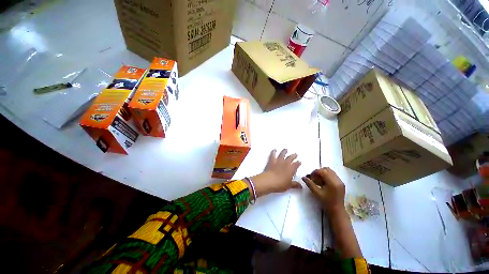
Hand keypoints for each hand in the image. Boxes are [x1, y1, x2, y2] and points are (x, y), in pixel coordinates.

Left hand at [249, 149, 301, 196]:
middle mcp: (286, 163)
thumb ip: (295, 184)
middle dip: (293, 156)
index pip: (296, 165)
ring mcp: (278, 161)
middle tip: (295, 154)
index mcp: (291, 169)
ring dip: (284, 151)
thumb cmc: (281, 184)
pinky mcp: (272, 161)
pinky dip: (273, 152)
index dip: (298, 163)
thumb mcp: (289, 185)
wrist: (270, 181)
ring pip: (282, 154)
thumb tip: (301, 186)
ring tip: (286, 149)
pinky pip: (273, 155)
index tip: (299, 162)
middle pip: (290, 158)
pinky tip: (274, 150)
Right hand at [303, 167, 345, 212]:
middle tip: (314, 178)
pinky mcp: (341, 183)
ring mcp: (340, 181)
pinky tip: (324, 182)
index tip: (310, 177)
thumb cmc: (326, 202)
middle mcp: (338, 180)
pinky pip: (333, 175)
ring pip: (330, 171)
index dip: (315, 172)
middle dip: (319, 172)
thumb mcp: (316, 193)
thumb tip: (303, 177)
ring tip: (319, 180)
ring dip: (323, 173)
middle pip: (327, 169)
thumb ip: (310, 184)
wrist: (337, 210)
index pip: (322, 171)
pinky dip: (327, 176)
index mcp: (332, 182)